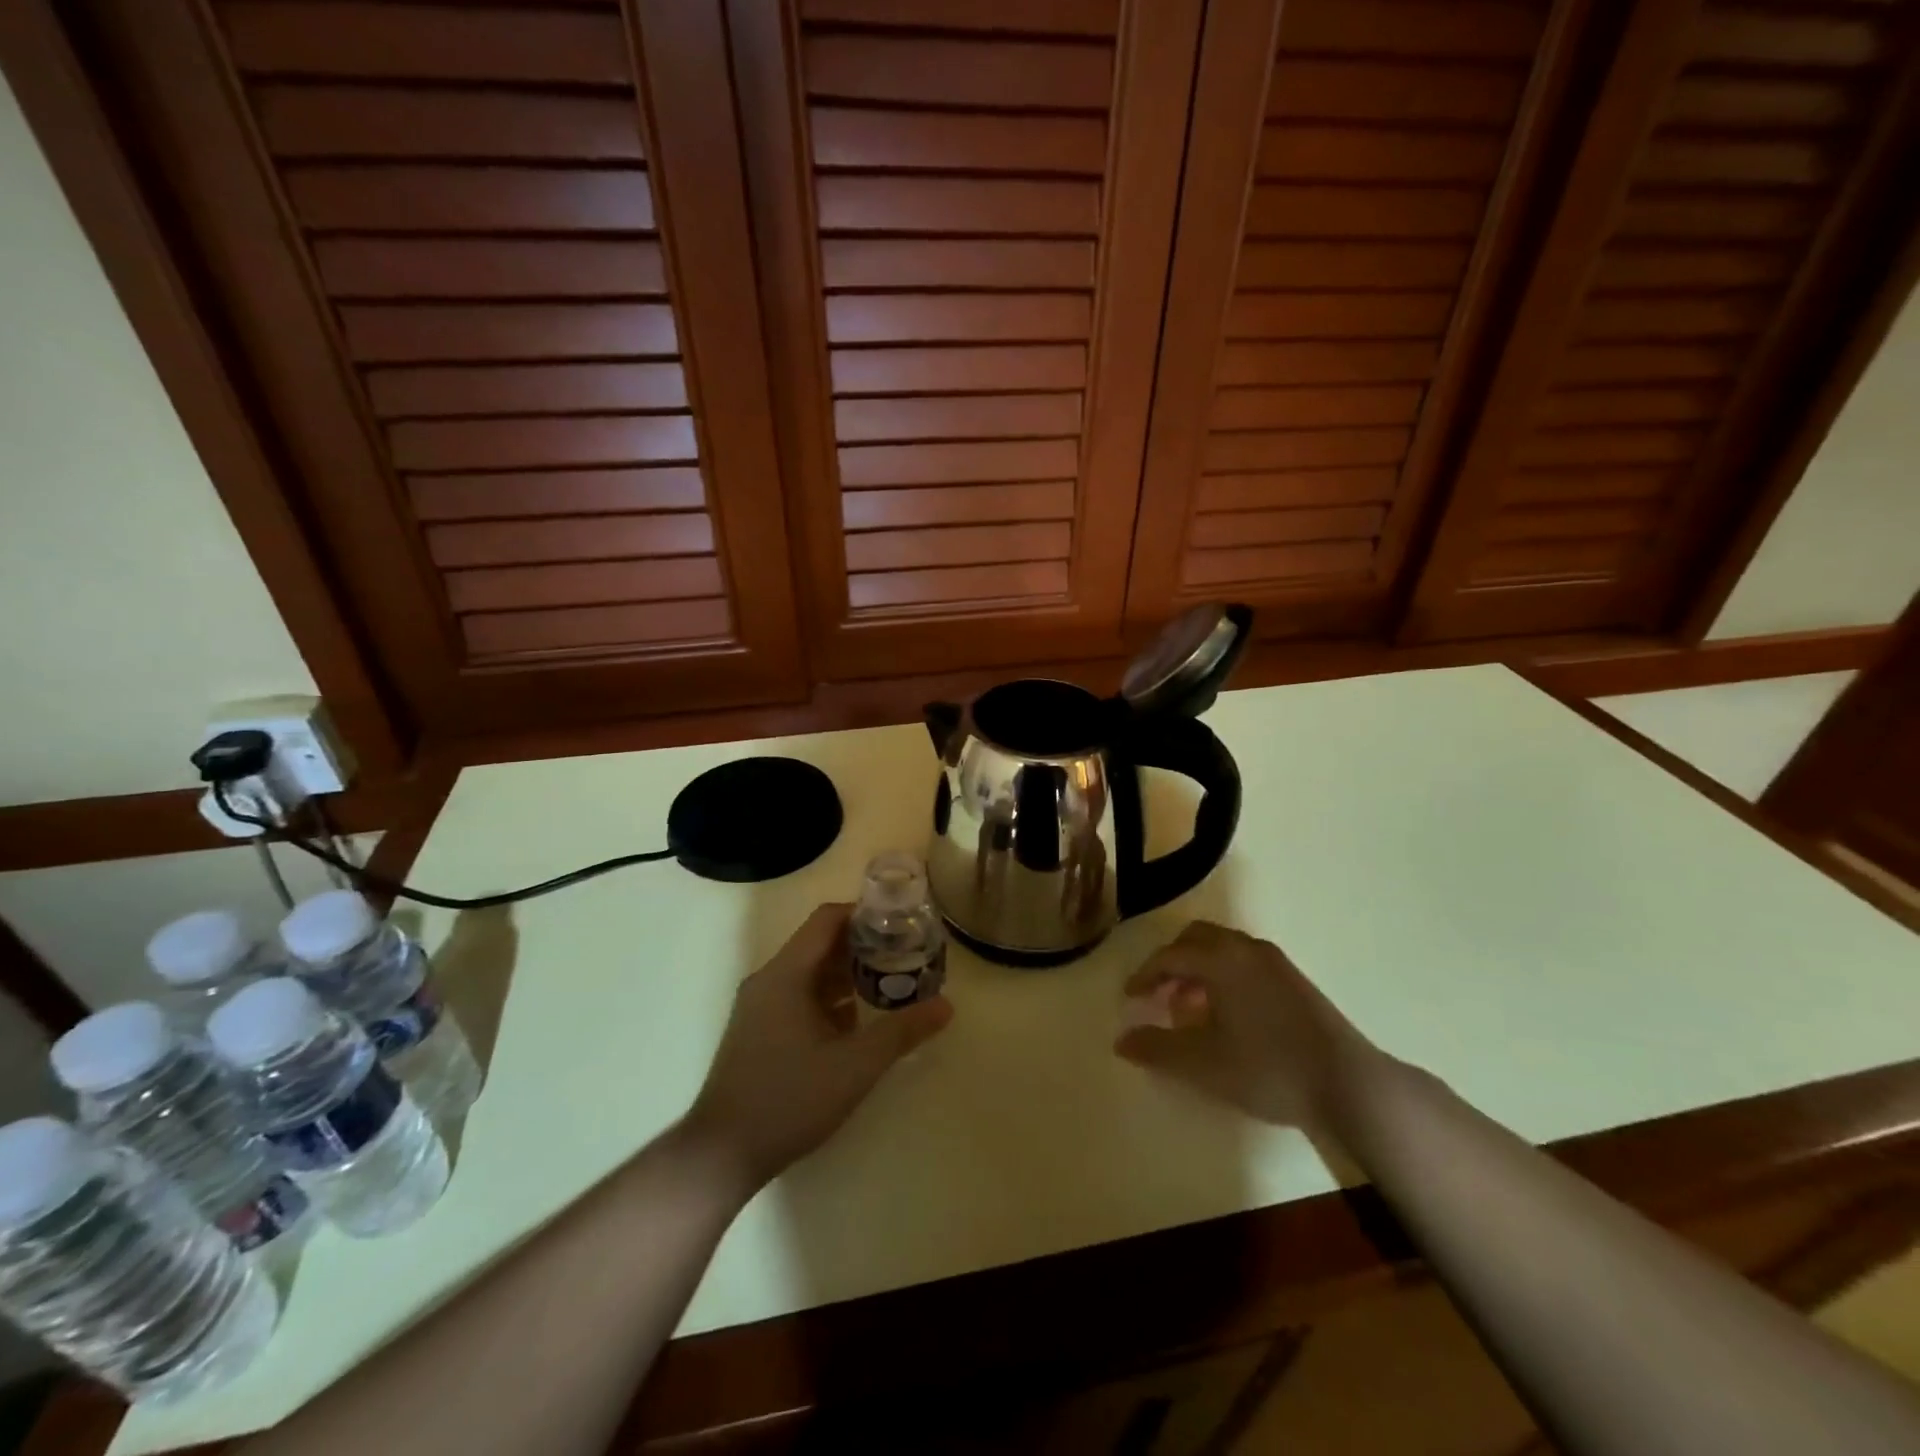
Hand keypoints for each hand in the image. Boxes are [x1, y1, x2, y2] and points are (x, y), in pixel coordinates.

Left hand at [683, 904, 951, 1190]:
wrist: (721, 1154)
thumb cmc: (789, 1098)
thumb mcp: (856, 1065)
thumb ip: (902, 1031)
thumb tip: (946, 1005)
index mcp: (786, 974)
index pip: (827, 920)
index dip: (864, 914)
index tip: (901, 922)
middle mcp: (769, 980)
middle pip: (820, 944)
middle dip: (864, 946)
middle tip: (906, 955)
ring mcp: (760, 1007)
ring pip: (810, 973)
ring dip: (848, 974)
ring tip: (890, 984)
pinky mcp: (758, 1032)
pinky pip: (799, 998)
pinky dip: (830, 999)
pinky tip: (858, 1022)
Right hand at [1115, 921, 1376, 1128]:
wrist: (1349, 1084)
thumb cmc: (1267, 1068)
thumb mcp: (1202, 1064)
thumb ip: (1157, 1049)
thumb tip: (1121, 1041)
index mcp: (1221, 959)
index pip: (1169, 955)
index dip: (1144, 975)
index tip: (1130, 998)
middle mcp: (1246, 948)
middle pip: (1196, 939)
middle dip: (1171, 963)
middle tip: (1158, 994)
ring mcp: (1275, 962)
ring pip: (1223, 950)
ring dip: (1198, 969)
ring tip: (1189, 1008)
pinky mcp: (1295, 980)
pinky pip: (1245, 962)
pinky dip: (1224, 976)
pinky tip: (1227, 1015)